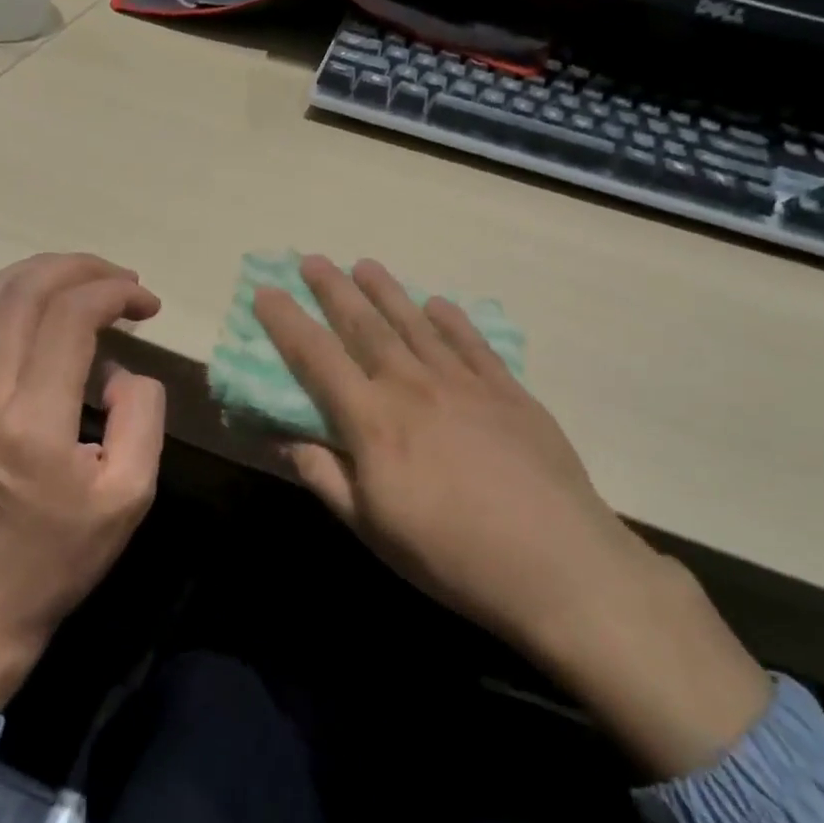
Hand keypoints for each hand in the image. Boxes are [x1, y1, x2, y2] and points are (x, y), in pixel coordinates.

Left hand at [0, 254, 165, 708]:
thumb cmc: (61, 557)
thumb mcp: (130, 495)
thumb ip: (142, 417)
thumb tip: (122, 370)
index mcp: (34, 421)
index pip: (69, 318)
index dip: (113, 293)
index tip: (146, 304)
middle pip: (24, 294)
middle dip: (79, 269)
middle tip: (121, 279)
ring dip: (36, 275)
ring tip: (81, 277)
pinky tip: (26, 301)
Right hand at [254, 255, 770, 778]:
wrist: (557, 563)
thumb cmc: (450, 555)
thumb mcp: (372, 527)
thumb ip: (325, 476)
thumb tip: (284, 439)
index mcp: (373, 421)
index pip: (317, 358)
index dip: (287, 322)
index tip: (265, 291)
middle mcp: (414, 386)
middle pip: (365, 326)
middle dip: (333, 290)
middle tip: (312, 260)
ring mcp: (466, 382)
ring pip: (416, 323)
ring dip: (387, 291)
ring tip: (365, 265)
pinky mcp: (508, 391)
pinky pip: (472, 342)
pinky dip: (451, 319)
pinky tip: (438, 304)